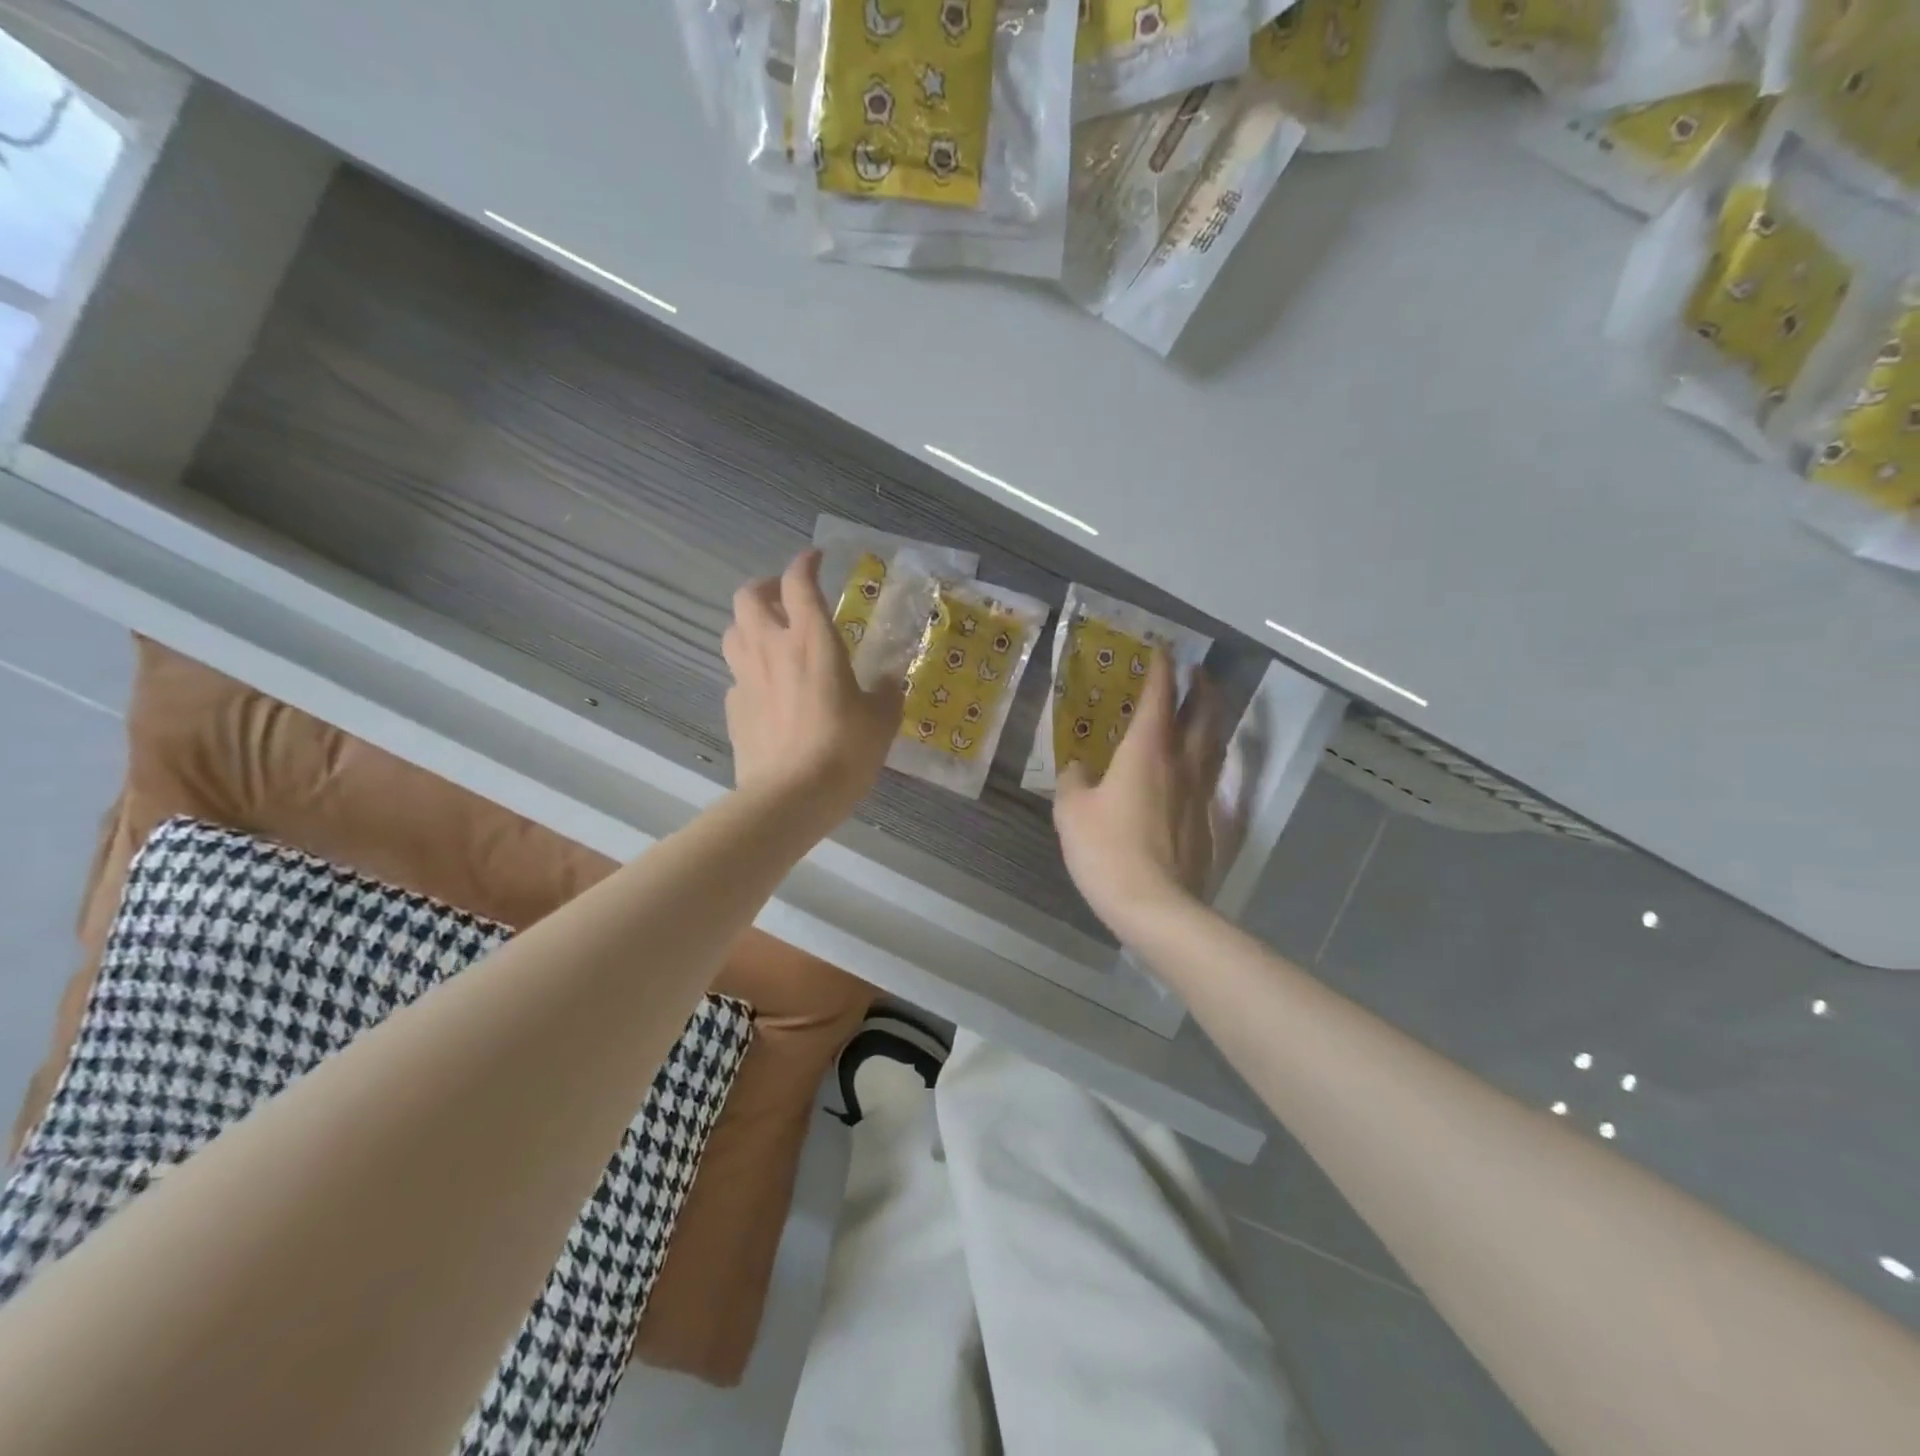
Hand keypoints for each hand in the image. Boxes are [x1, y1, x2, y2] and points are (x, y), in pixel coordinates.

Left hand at [722, 549, 902, 821]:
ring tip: (770, 639)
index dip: (805, 563)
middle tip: (785, 599)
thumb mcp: (881, 721)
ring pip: (733, 632)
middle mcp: (772, 649)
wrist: (792, 797)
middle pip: (748, 597)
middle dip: (765, 588)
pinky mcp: (734, 710)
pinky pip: (736, 677)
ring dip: (749, 626)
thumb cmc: (844, 751)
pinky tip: (767, 691)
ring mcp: (746, 679)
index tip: (816, 560)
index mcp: (812, 640)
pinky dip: (749, 673)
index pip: (799, 582)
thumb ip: (887, 694)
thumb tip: (890, 682)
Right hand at [1054, 654, 1224, 936]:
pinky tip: (1197, 769)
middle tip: (1198, 672)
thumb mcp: (1071, 811)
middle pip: (1205, 712)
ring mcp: (1201, 792)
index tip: (1162, 650)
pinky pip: (1212, 777)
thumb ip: (1073, 781)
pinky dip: (1208, 759)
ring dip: (1214, 718)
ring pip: (1216, 743)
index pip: (1160, 696)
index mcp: (1148, 749)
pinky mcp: (1209, 821)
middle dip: (1203, 686)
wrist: (1154, 905)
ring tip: (1205, 710)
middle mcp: (1182, 762)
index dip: (1162, 669)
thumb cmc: (1107, 849)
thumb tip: (1077, 768)